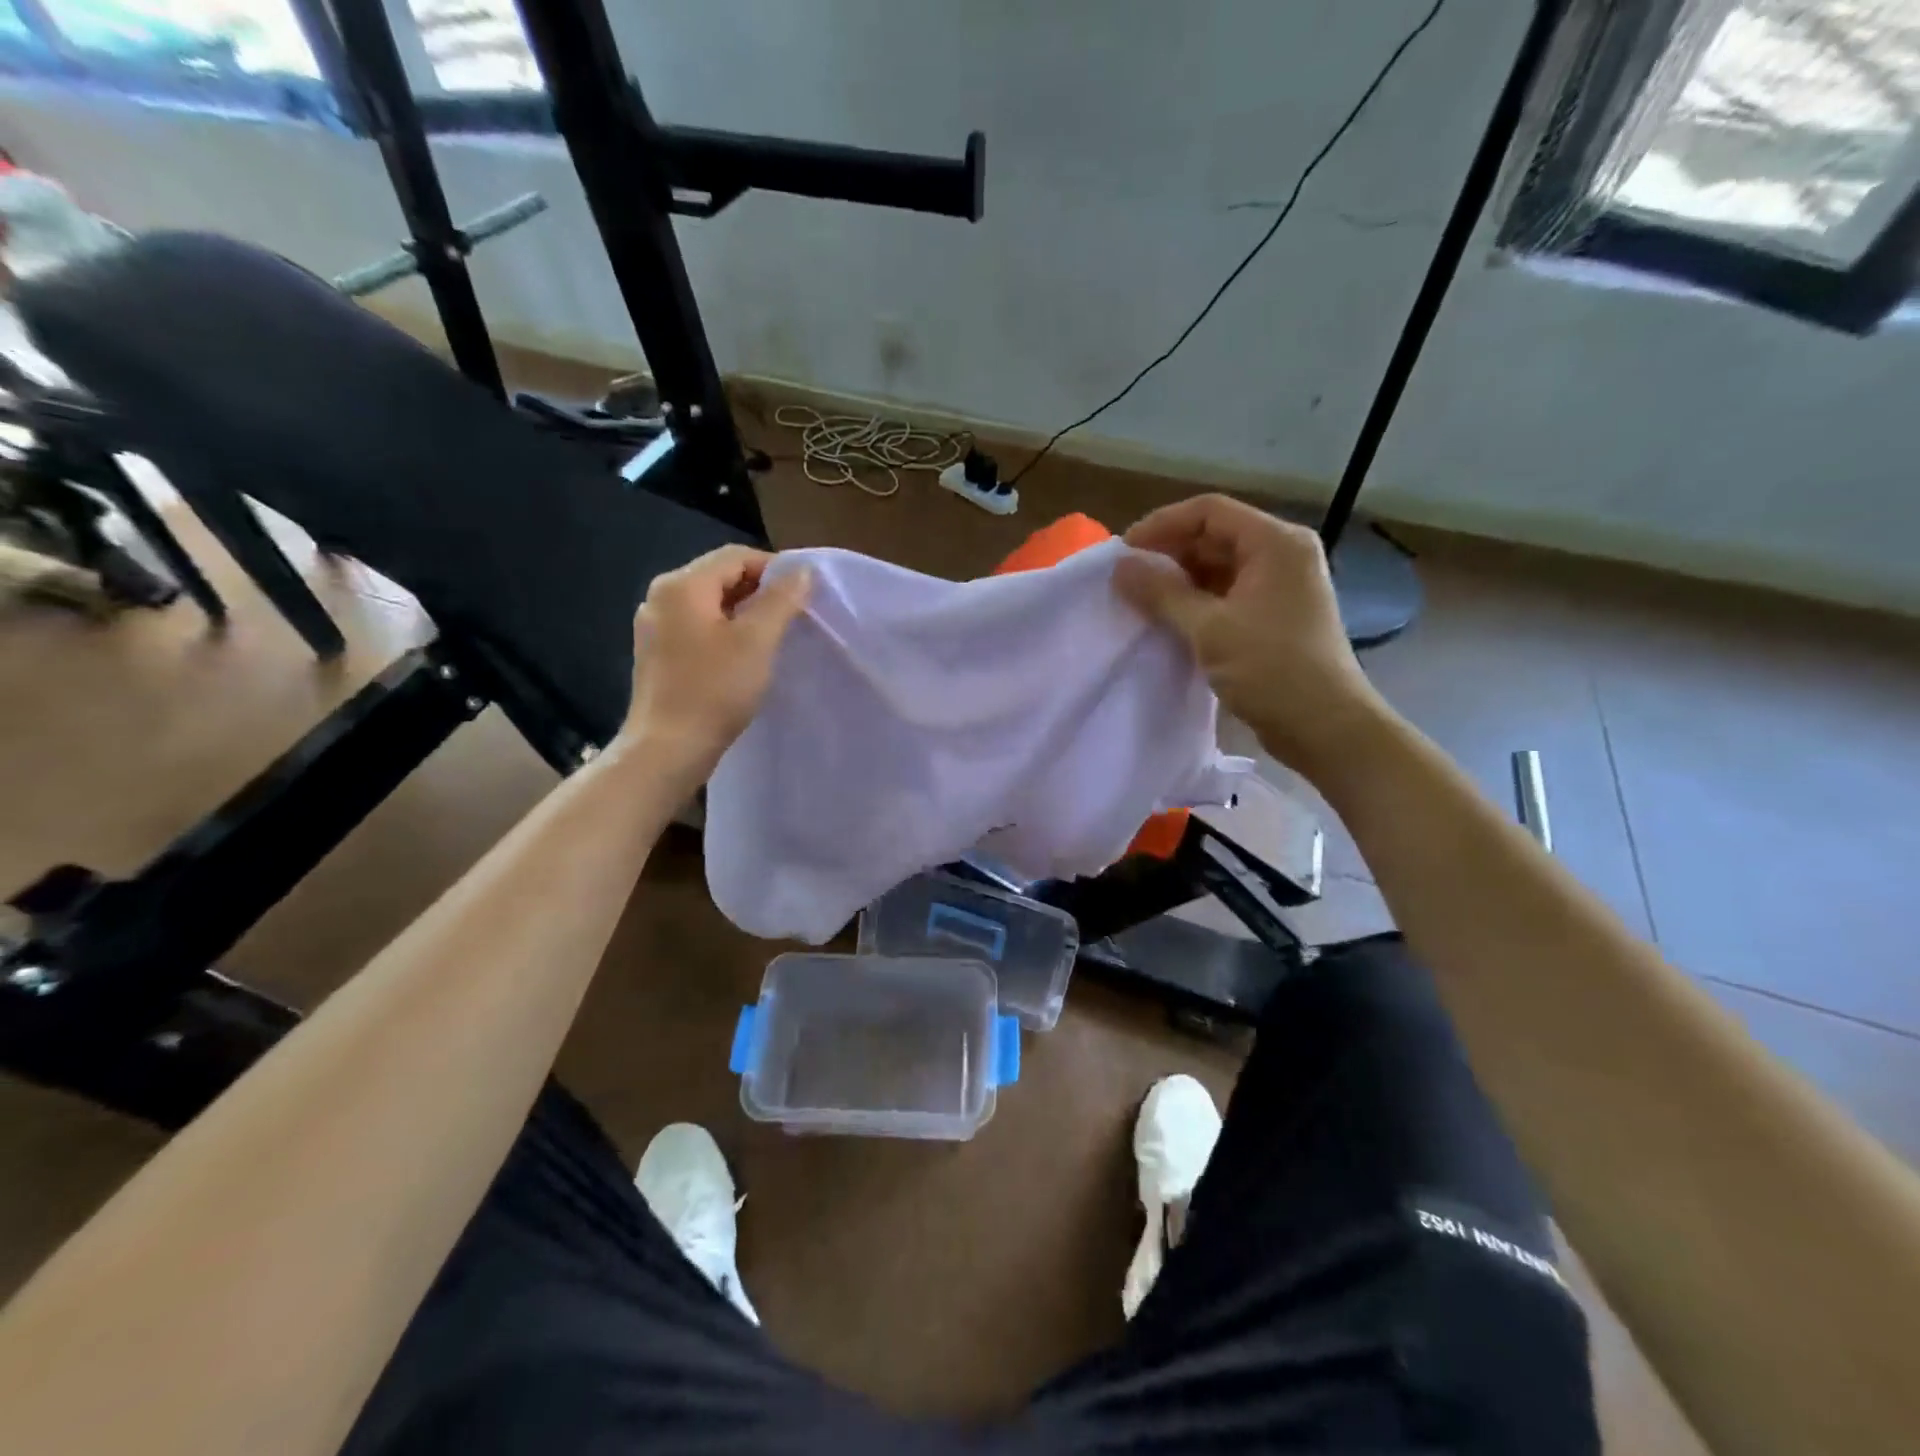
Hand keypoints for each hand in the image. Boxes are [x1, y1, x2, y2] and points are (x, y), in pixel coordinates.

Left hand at [618, 545, 810, 779]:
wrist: (667, 749)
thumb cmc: (715, 690)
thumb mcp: (757, 640)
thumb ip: (781, 600)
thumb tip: (802, 570)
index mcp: (682, 585)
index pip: (736, 556)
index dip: (774, 569)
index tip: (803, 594)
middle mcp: (661, 596)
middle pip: (719, 576)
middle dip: (759, 591)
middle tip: (793, 616)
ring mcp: (653, 626)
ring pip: (709, 604)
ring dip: (743, 613)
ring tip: (772, 637)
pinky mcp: (656, 653)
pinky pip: (697, 627)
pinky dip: (724, 632)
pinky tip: (742, 656)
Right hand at [1112, 495, 1388, 781]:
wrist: (1326, 727)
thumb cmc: (1272, 670)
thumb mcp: (1209, 629)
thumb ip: (1161, 594)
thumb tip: (1119, 568)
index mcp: (1275, 543)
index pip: (1209, 512)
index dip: (1162, 525)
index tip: (1123, 552)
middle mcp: (1282, 554)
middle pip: (1214, 536)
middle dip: (1168, 553)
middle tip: (1127, 579)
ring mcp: (1280, 586)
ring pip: (1219, 567)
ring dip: (1179, 580)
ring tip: (1141, 600)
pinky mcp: (1274, 616)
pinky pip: (1227, 594)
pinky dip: (1196, 602)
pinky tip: (1168, 620)